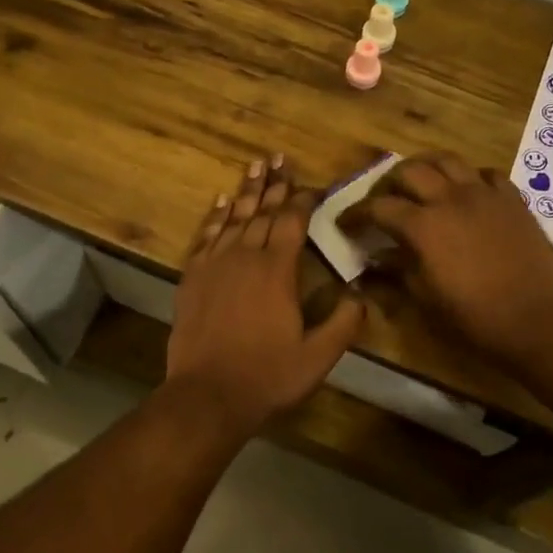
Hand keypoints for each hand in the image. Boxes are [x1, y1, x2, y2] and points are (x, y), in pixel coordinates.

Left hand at [167, 156, 365, 432]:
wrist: (207, 395)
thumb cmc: (267, 376)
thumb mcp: (318, 357)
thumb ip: (344, 323)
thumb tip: (360, 293)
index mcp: (277, 271)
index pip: (292, 222)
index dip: (303, 200)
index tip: (312, 184)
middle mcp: (245, 257)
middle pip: (262, 211)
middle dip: (274, 185)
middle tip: (279, 158)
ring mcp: (214, 265)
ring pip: (233, 218)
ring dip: (246, 191)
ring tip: (255, 166)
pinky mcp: (191, 278)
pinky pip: (205, 236)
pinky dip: (215, 217)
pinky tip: (221, 202)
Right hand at [341, 151, 552, 368]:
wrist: (539, 319)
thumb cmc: (476, 317)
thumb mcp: (427, 298)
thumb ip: (398, 270)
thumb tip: (375, 258)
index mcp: (423, 225)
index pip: (378, 207)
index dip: (356, 213)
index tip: (346, 223)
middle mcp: (450, 198)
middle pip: (410, 171)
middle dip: (388, 183)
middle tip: (383, 201)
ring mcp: (485, 194)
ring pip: (447, 160)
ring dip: (426, 168)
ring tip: (420, 184)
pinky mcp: (512, 199)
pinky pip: (486, 174)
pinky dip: (469, 177)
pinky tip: (466, 193)